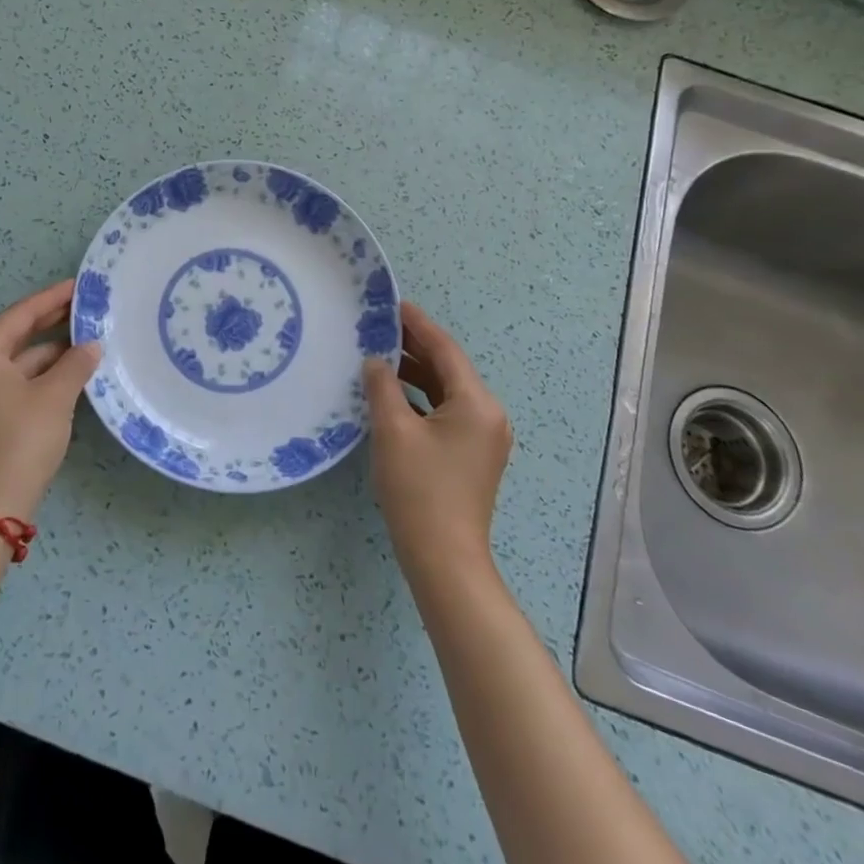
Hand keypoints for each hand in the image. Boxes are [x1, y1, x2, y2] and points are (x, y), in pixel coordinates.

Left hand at [0, 279, 100, 521]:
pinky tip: (70, 372)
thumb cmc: (19, 440)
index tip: (80, 285)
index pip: (21, 315)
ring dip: (50, 352)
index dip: (53, 298)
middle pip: (16, 335)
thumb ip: (75, 364)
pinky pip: (14, 382)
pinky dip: (40, 375)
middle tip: (87, 308)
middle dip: (52, 322)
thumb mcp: (55, 397)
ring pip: (17, 361)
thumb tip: (91, 345)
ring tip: (88, 340)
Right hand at [363, 301, 513, 576]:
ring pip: (446, 391)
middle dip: (414, 347)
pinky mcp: (472, 455)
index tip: (394, 304)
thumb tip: (376, 361)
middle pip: (449, 368)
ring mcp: (483, 437)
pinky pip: (446, 412)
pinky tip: (393, 395)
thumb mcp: (393, 430)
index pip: (445, 350)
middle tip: (380, 327)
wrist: (444, 559)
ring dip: (415, 374)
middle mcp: (488, 414)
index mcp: (476, 403)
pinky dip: (421, 399)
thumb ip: (382, 386)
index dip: (418, 324)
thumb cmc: (419, 489)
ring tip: (380, 356)